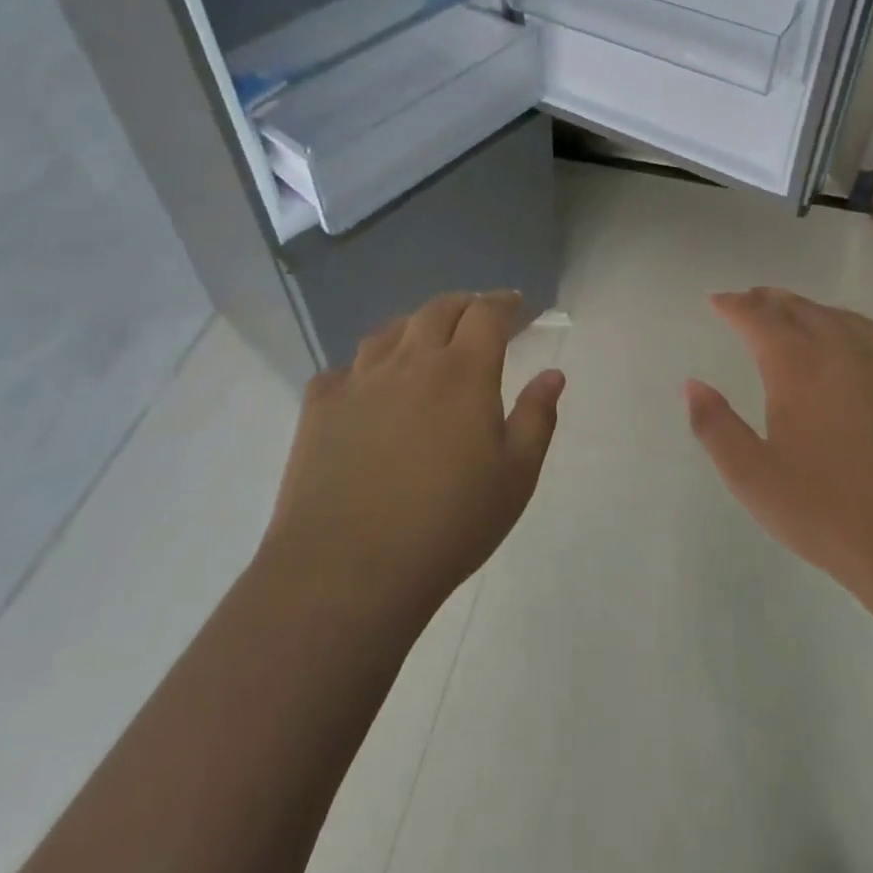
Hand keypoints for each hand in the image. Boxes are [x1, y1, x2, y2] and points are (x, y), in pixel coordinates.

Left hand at [262, 291, 564, 626]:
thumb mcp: (515, 477)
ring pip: (389, 331)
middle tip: (474, 316)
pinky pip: (344, 369)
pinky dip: (364, 367)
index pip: (486, 314)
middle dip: (462, 305)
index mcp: (463, 371)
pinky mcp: (320, 405)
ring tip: (422, 343)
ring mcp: (359, 379)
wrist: (349, 569)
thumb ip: (536, 418)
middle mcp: (410, 360)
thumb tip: (552, 374)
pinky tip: (367, 388)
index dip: (503, 303)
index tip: (514, 304)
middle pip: (437, 310)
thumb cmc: (448, 525)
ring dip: (413, 328)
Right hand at [685, 288, 872, 607]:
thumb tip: (693, 384)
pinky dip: (858, 333)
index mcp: (797, 365)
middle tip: (751, 300)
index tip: (717, 300)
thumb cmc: (831, 514)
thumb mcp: (753, 478)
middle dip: (771, 300)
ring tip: (798, 315)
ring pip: (845, 319)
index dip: (734, 306)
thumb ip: (715, 426)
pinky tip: (860, 351)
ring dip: (814, 311)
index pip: (758, 318)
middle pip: (802, 309)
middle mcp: (844, 351)